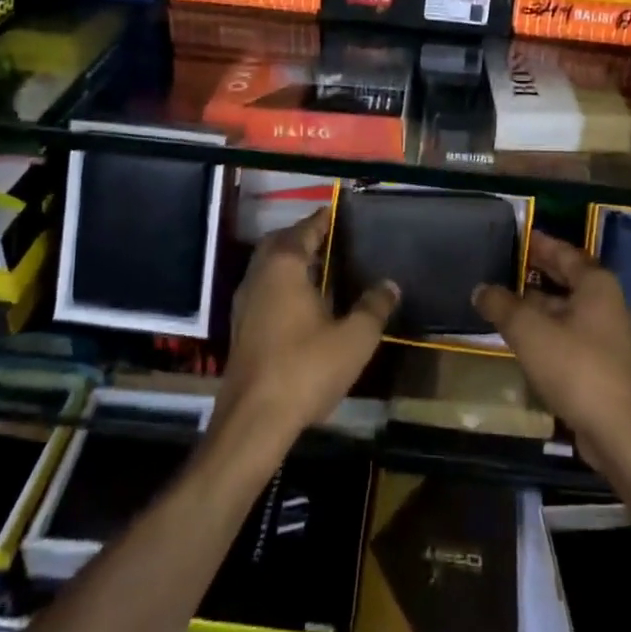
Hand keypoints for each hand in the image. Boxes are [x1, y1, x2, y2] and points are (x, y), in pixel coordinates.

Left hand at [212, 208, 398, 459]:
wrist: (254, 419)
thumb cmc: (306, 368)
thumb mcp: (354, 338)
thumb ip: (374, 307)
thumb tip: (390, 284)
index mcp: (284, 266)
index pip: (304, 230)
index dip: (322, 220)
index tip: (338, 212)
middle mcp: (259, 276)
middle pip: (279, 243)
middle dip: (302, 237)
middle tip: (329, 239)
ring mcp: (244, 303)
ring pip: (267, 268)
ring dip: (289, 262)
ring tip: (320, 268)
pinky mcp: (240, 328)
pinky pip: (262, 290)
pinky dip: (281, 285)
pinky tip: (302, 304)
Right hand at [471, 230, 630, 470]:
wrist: (621, 433)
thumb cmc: (575, 367)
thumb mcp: (527, 330)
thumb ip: (501, 305)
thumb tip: (481, 289)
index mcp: (597, 285)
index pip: (565, 252)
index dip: (540, 243)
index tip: (518, 236)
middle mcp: (610, 305)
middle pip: (570, 281)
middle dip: (539, 274)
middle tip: (507, 266)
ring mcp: (613, 339)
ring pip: (570, 312)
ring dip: (541, 307)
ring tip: (508, 305)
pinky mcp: (609, 368)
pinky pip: (574, 338)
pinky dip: (551, 332)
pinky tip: (528, 343)